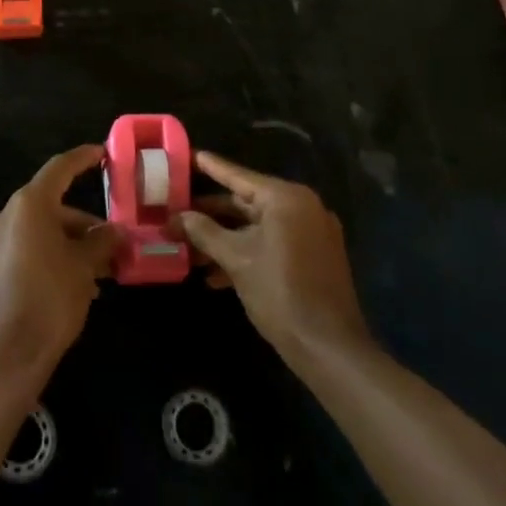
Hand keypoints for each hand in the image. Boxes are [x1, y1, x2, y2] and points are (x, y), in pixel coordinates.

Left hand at [0, 146, 120, 378]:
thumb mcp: (84, 267)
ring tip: (95, 274)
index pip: (59, 168)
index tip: (101, 153)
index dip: (82, 159)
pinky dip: (46, 258)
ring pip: (36, 232)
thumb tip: (114, 232)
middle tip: (110, 244)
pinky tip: (67, 287)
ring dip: (66, 245)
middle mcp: (4, 217)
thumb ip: (101, 242)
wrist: (2, 359)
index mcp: (28, 205)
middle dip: (81, 224)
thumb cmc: (49, 301)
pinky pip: (22, 253)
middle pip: (49, 206)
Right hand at [175, 151, 370, 365]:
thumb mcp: (236, 259)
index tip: (186, 156)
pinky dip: (246, 252)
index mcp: (286, 198)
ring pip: (257, 226)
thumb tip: (175, 218)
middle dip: (210, 213)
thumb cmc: (280, 293)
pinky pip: (272, 243)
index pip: (238, 175)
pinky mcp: (313, 257)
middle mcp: (302, 207)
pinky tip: (215, 275)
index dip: (209, 166)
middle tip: (177, 211)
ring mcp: (310, 232)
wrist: (330, 349)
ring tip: (189, 248)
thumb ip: (203, 232)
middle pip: (246, 202)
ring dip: (224, 237)